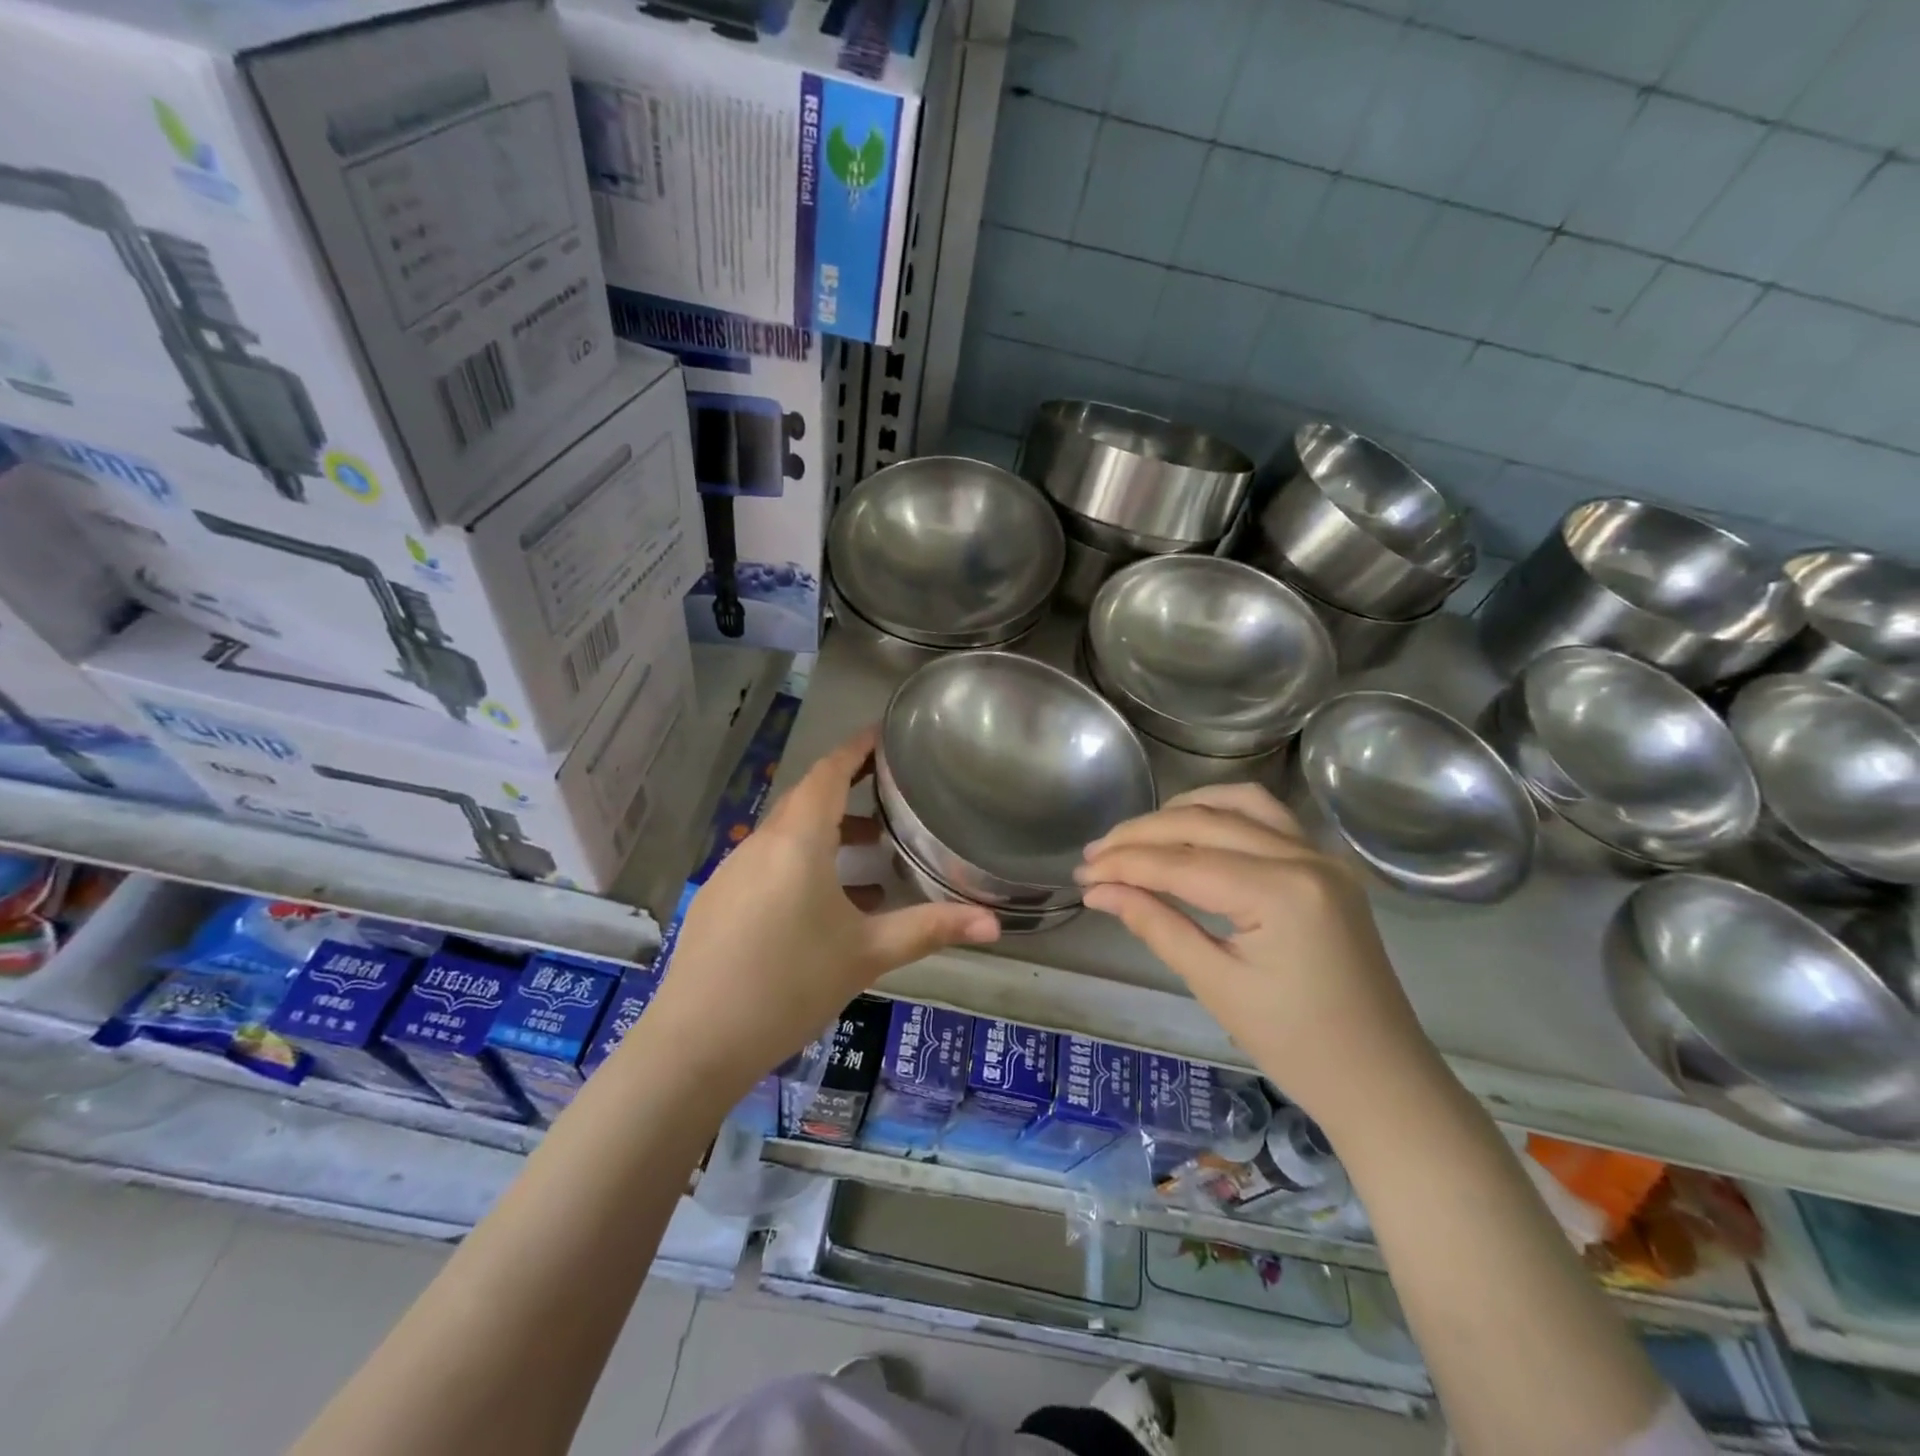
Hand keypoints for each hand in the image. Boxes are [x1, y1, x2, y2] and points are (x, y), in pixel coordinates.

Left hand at [645, 727, 998, 1090]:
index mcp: (797, 841)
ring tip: (871, 856)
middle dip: (848, 791)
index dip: (856, 748)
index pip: (828, 773)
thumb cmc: (790, 984)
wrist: (696, 1043)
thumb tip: (997, 924)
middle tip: (891, 794)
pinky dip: (802, 864)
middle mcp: (760, 844)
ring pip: (787, 835)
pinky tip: (827, 906)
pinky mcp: (719, 900)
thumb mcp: (867, 954)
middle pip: (807, 800)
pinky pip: (768, 864)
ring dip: (828, 834)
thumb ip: (931, 930)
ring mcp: (733, 872)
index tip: (883, 734)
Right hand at [1077, 783, 1436, 1124]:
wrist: (1382, 1080)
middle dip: (1141, 835)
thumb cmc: (1297, 1045)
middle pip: (1203, 823)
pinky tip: (1192, 828)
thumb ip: (1155, 925)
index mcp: (1281, 893)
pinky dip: (1222, 812)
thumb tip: (1098, 891)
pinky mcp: (1326, 864)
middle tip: (1094, 856)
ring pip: (1236, 804)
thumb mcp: (1216, 985)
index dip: (1125, 864)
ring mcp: (1321, 856)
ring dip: (1180, 812)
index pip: (1182, 862)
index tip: (1082, 873)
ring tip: (1136, 838)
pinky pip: (1267, 817)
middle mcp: (1304, 857)